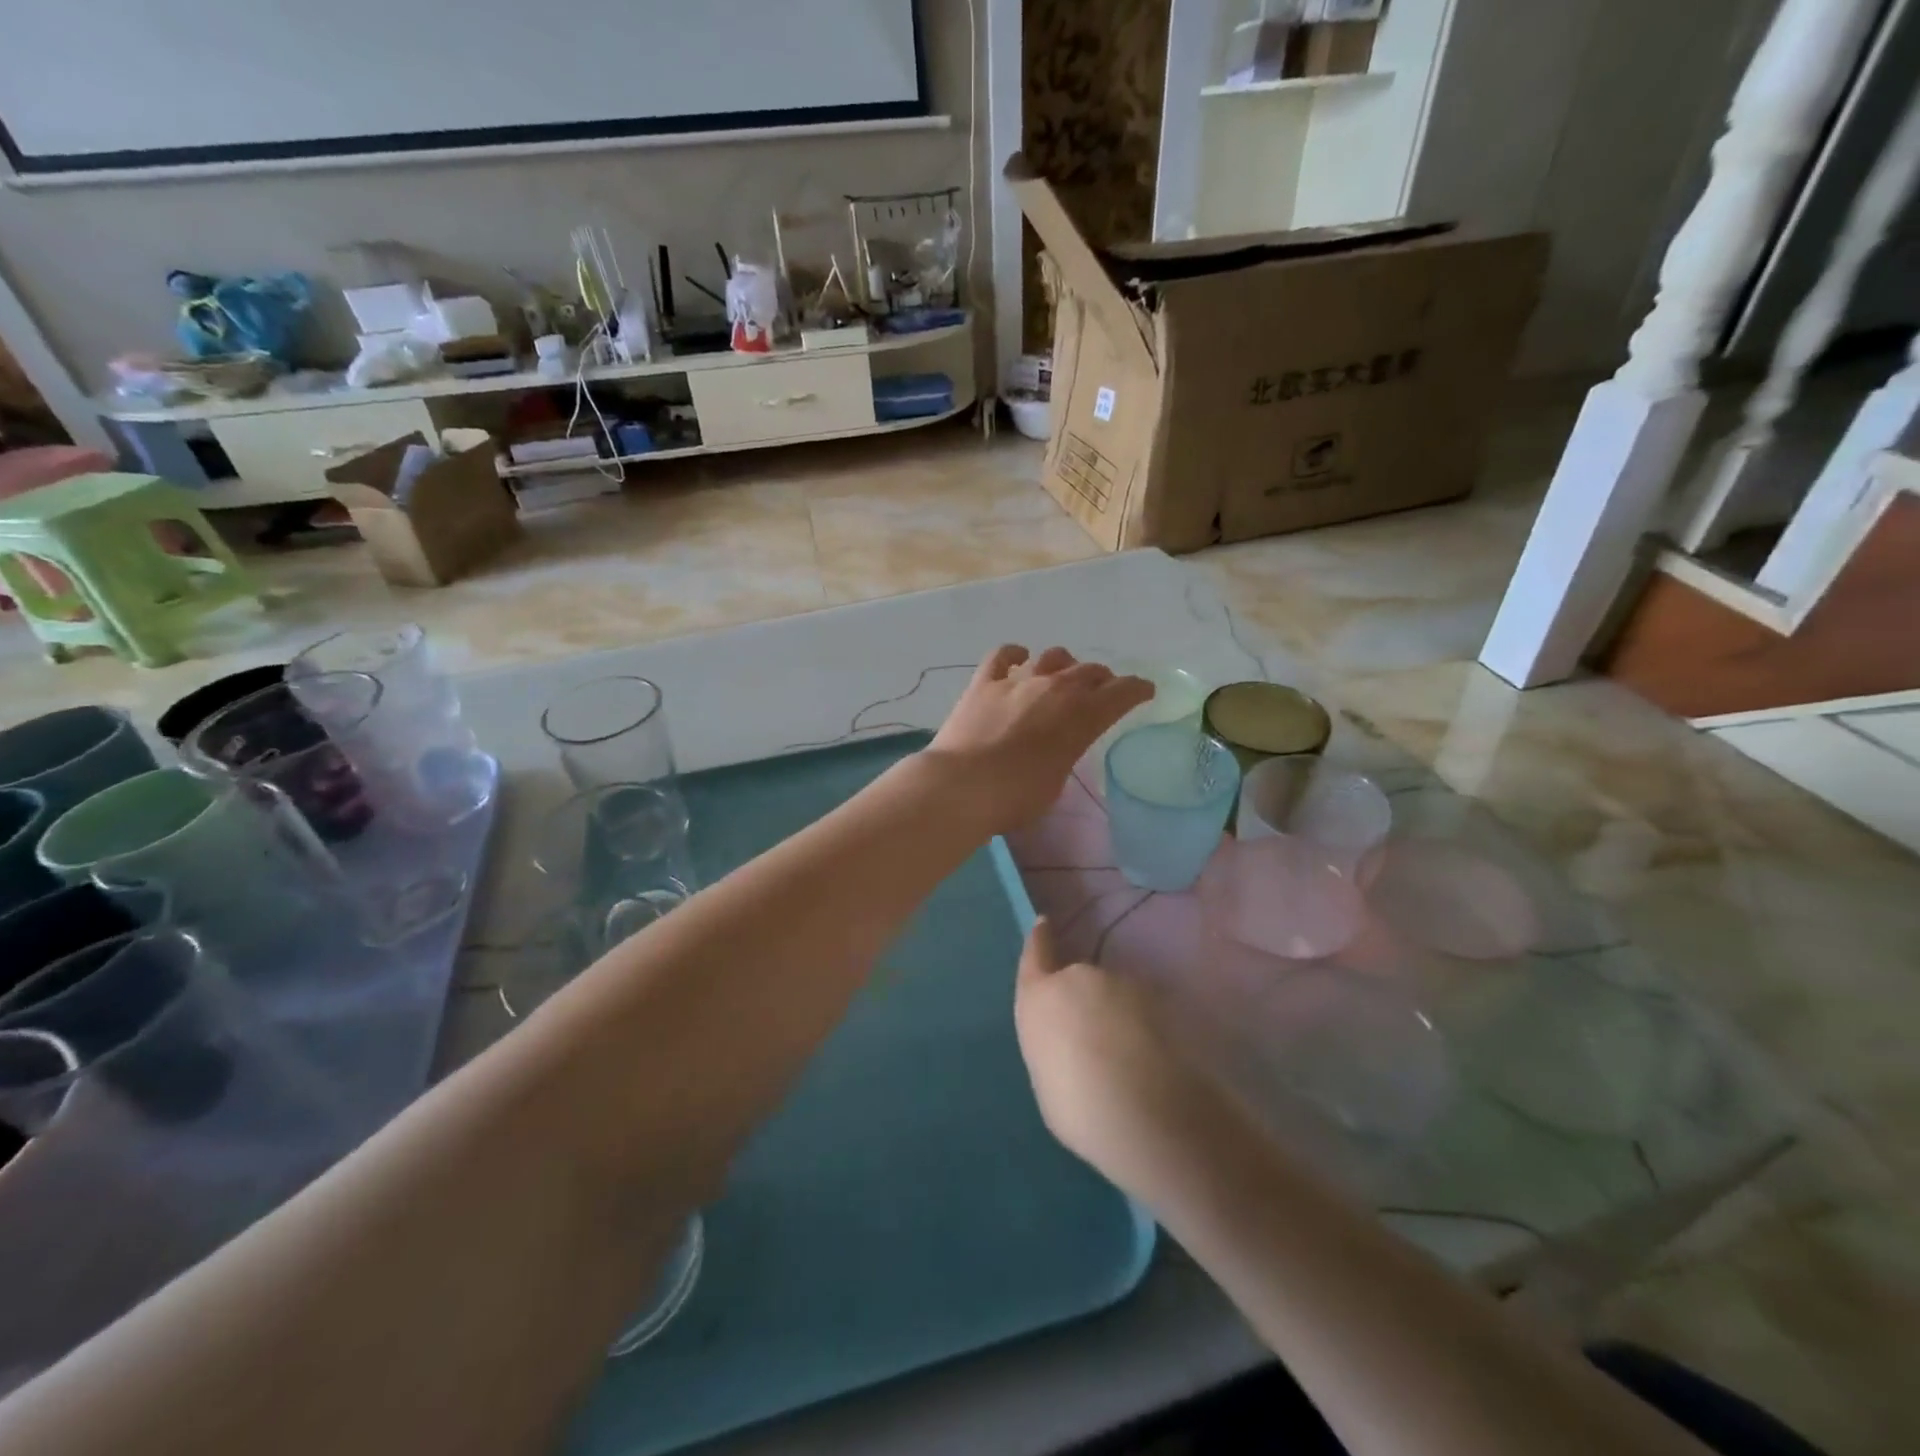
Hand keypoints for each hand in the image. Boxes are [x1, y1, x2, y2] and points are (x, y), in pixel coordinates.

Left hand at [925, 646, 1151, 833]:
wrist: (963, 786)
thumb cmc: (1016, 797)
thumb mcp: (1056, 781)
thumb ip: (1065, 752)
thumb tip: (1057, 744)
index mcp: (1083, 717)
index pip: (1122, 693)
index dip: (1137, 689)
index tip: (1144, 690)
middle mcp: (1056, 689)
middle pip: (1089, 672)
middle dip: (1101, 679)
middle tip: (1101, 689)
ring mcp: (1019, 681)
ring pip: (1052, 657)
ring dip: (1064, 664)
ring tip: (1063, 673)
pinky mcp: (984, 682)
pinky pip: (1003, 655)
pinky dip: (1014, 654)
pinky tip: (1018, 658)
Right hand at [1014, 917, 1222, 1200]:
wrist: (1148, 1113)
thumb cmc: (1080, 1109)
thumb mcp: (1048, 1080)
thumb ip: (1054, 1046)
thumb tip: (1070, 1043)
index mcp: (1040, 998)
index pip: (1036, 956)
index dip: (1040, 941)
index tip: (1044, 924)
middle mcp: (1078, 978)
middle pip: (1078, 981)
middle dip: (1084, 1003)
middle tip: (1094, 1043)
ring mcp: (1123, 984)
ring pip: (1115, 996)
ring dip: (1117, 1017)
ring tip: (1127, 1060)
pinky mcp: (1161, 999)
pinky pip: (1144, 1010)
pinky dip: (1145, 1029)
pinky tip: (1152, 1062)